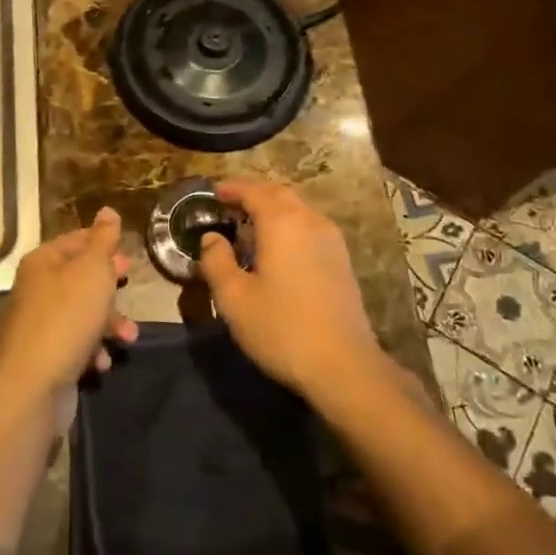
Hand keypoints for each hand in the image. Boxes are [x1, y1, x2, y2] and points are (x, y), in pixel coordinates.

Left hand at [0, 209, 137, 411]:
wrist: (33, 385)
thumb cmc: (67, 317)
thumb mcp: (92, 270)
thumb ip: (103, 240)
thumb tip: (108, 210)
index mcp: (43, 262)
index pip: (76, 240)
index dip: (103, 243)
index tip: (128, 254)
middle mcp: (37, 288)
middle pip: (80, 278)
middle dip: (109, 286)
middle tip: (129, 284)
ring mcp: (39, 324)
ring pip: (82, 313)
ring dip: (109, 323)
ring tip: (128, 336)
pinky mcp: (45, 356)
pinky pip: (76, 344)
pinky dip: (93, 350)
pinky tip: (103, 362)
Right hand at [198, 179, 386, 396]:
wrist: (344, 366)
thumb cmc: (281, 329)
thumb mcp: (234, 298)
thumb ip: (216, 261)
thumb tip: (211, 238)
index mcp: (282, 223)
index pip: (254, 191)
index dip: (231, 188)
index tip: (212, 191)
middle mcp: (310, 221)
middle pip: (279, 194)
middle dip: (253, 193)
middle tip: (228, 204)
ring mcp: (331, 240)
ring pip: (298, 209)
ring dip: (273, 208)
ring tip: (249, 224)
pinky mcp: (342, 260)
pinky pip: (310, 226)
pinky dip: (289, 225)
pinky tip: (278, 248)